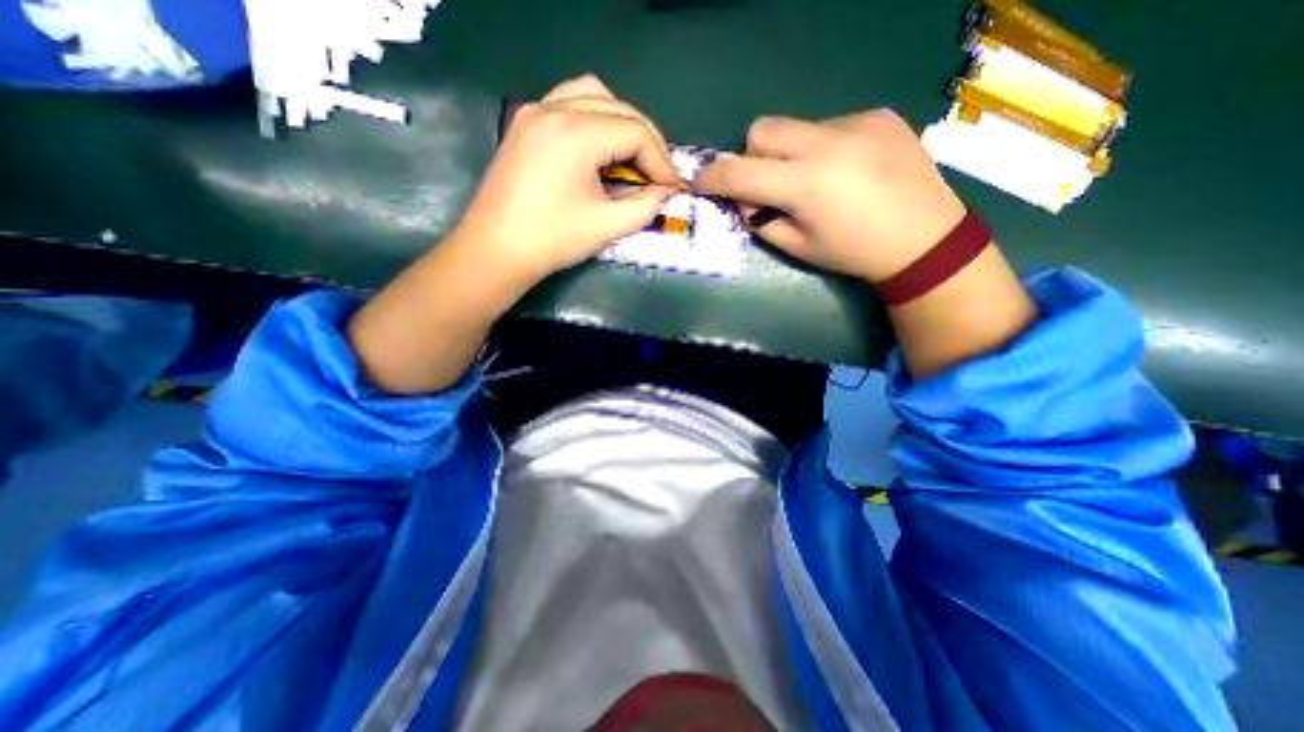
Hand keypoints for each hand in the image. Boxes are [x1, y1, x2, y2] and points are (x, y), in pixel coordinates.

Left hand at [450, 75, 677, 287]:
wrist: (494, 251)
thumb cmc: (551, 241)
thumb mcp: (606, 226)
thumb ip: (644, 206)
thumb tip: (666, 193)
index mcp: (575, 133)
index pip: (635, 131)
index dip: (661, 160)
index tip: (673, 187)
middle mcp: (554, 109)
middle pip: (618, 107)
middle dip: (647, 140)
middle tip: (659, 174)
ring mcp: (535, 112)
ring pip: (593, 94)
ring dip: (621, 122)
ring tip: (633, 157)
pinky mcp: (525, 124)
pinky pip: (569, 103)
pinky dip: (595, 119)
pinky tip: (601, 149)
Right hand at [693, 110, 966, 282]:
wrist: (924, 239)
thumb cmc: (853, 253)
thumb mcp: (798, 247)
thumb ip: (761, 221)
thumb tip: (742, 200)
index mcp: (805, 185)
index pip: (740, 172)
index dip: (713, 177)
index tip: (702, 182)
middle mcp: (827, 144)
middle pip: (762, 129)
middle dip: (751, 155)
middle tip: (766, 183)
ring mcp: (856, 123)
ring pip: (796, 126)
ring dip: (789, 153)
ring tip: (816, 180)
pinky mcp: (877, 115)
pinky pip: (829, 125)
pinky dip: (822, 147)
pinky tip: (846, 170)